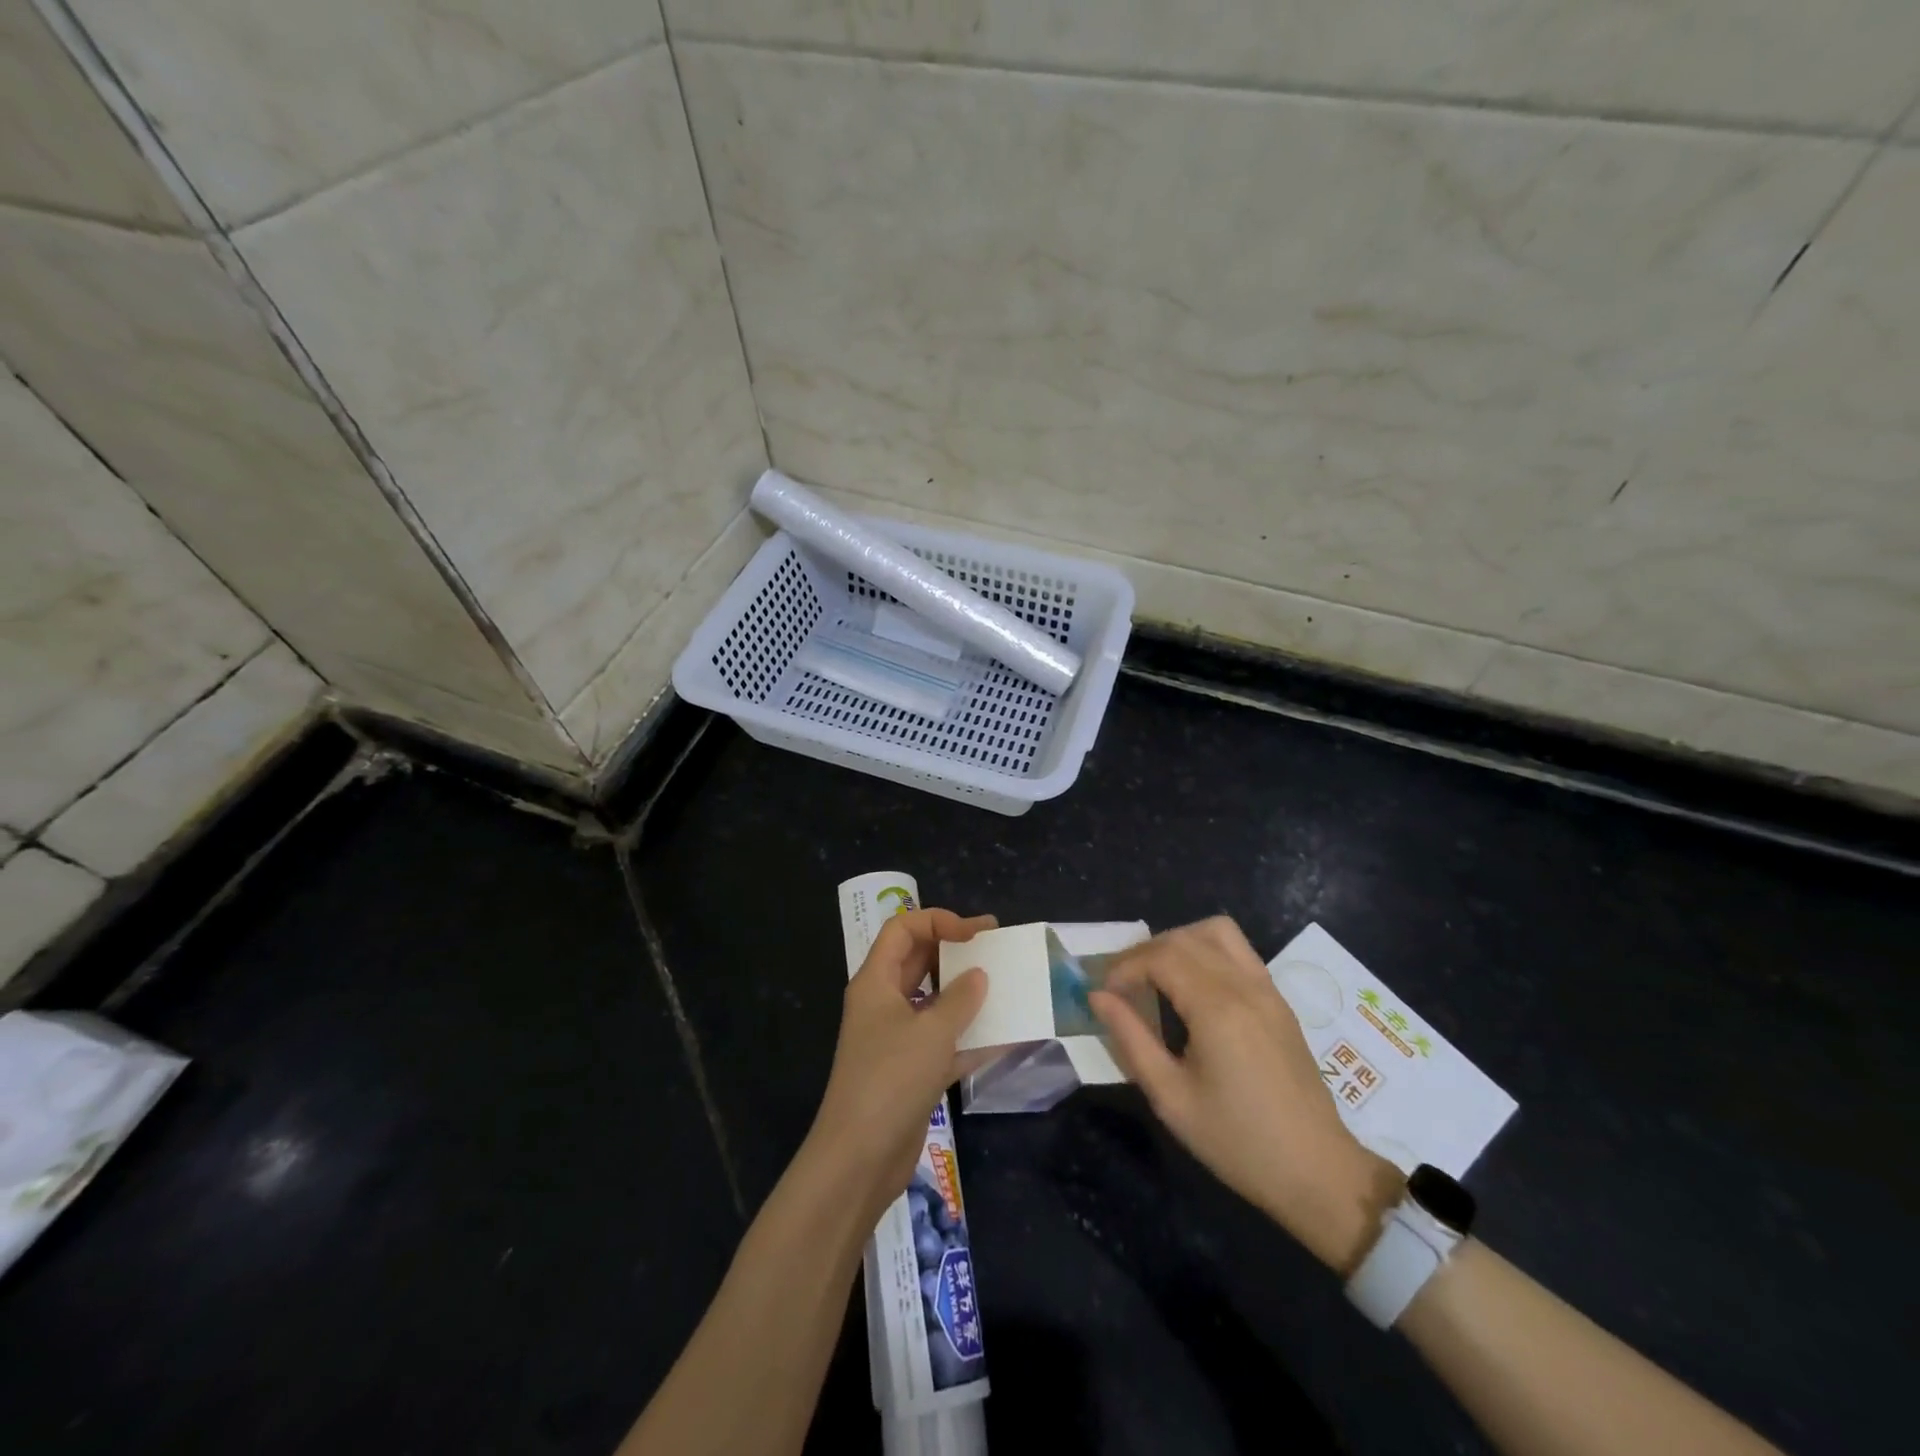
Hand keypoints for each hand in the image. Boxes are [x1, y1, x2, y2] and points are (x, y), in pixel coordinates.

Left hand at [808, 908, 993, 1220]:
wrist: (859, 1158)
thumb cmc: (890, 1079)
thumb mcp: (931, 1032)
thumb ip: (960, 999)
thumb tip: (978, 975)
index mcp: (876, 981)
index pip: (903, 929)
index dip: (938, 921)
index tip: (976, 933)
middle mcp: (883, 1003)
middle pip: (919, 961)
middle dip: (956, 951)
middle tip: (996, 947)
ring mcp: (896, 1038)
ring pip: (934, 1001)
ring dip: (966, 994)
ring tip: (1004, 986)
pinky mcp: (910, 1071)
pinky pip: (943, 1041)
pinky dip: (969, 1036)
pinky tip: (1004, 1037)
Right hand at [1091, 916, 1403, 1273]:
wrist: (1317, 1172)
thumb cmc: (1237, 1141)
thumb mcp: (1171, 1097)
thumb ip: (1131, 1039)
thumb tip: (1098, 997)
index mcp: (1217, 1008)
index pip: (1160, 957)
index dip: (1124, 968)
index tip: (1103, 994)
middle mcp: (1244, 985)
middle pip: (1183, 938)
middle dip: (1144, 953)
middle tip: (1121, 986)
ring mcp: (1267, 989)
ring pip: (1216, 932)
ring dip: (1178, 942)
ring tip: (1157, 976)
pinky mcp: (1278, 1000)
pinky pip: (1238, 951)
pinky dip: (1206, 951)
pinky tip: (1192, 988)